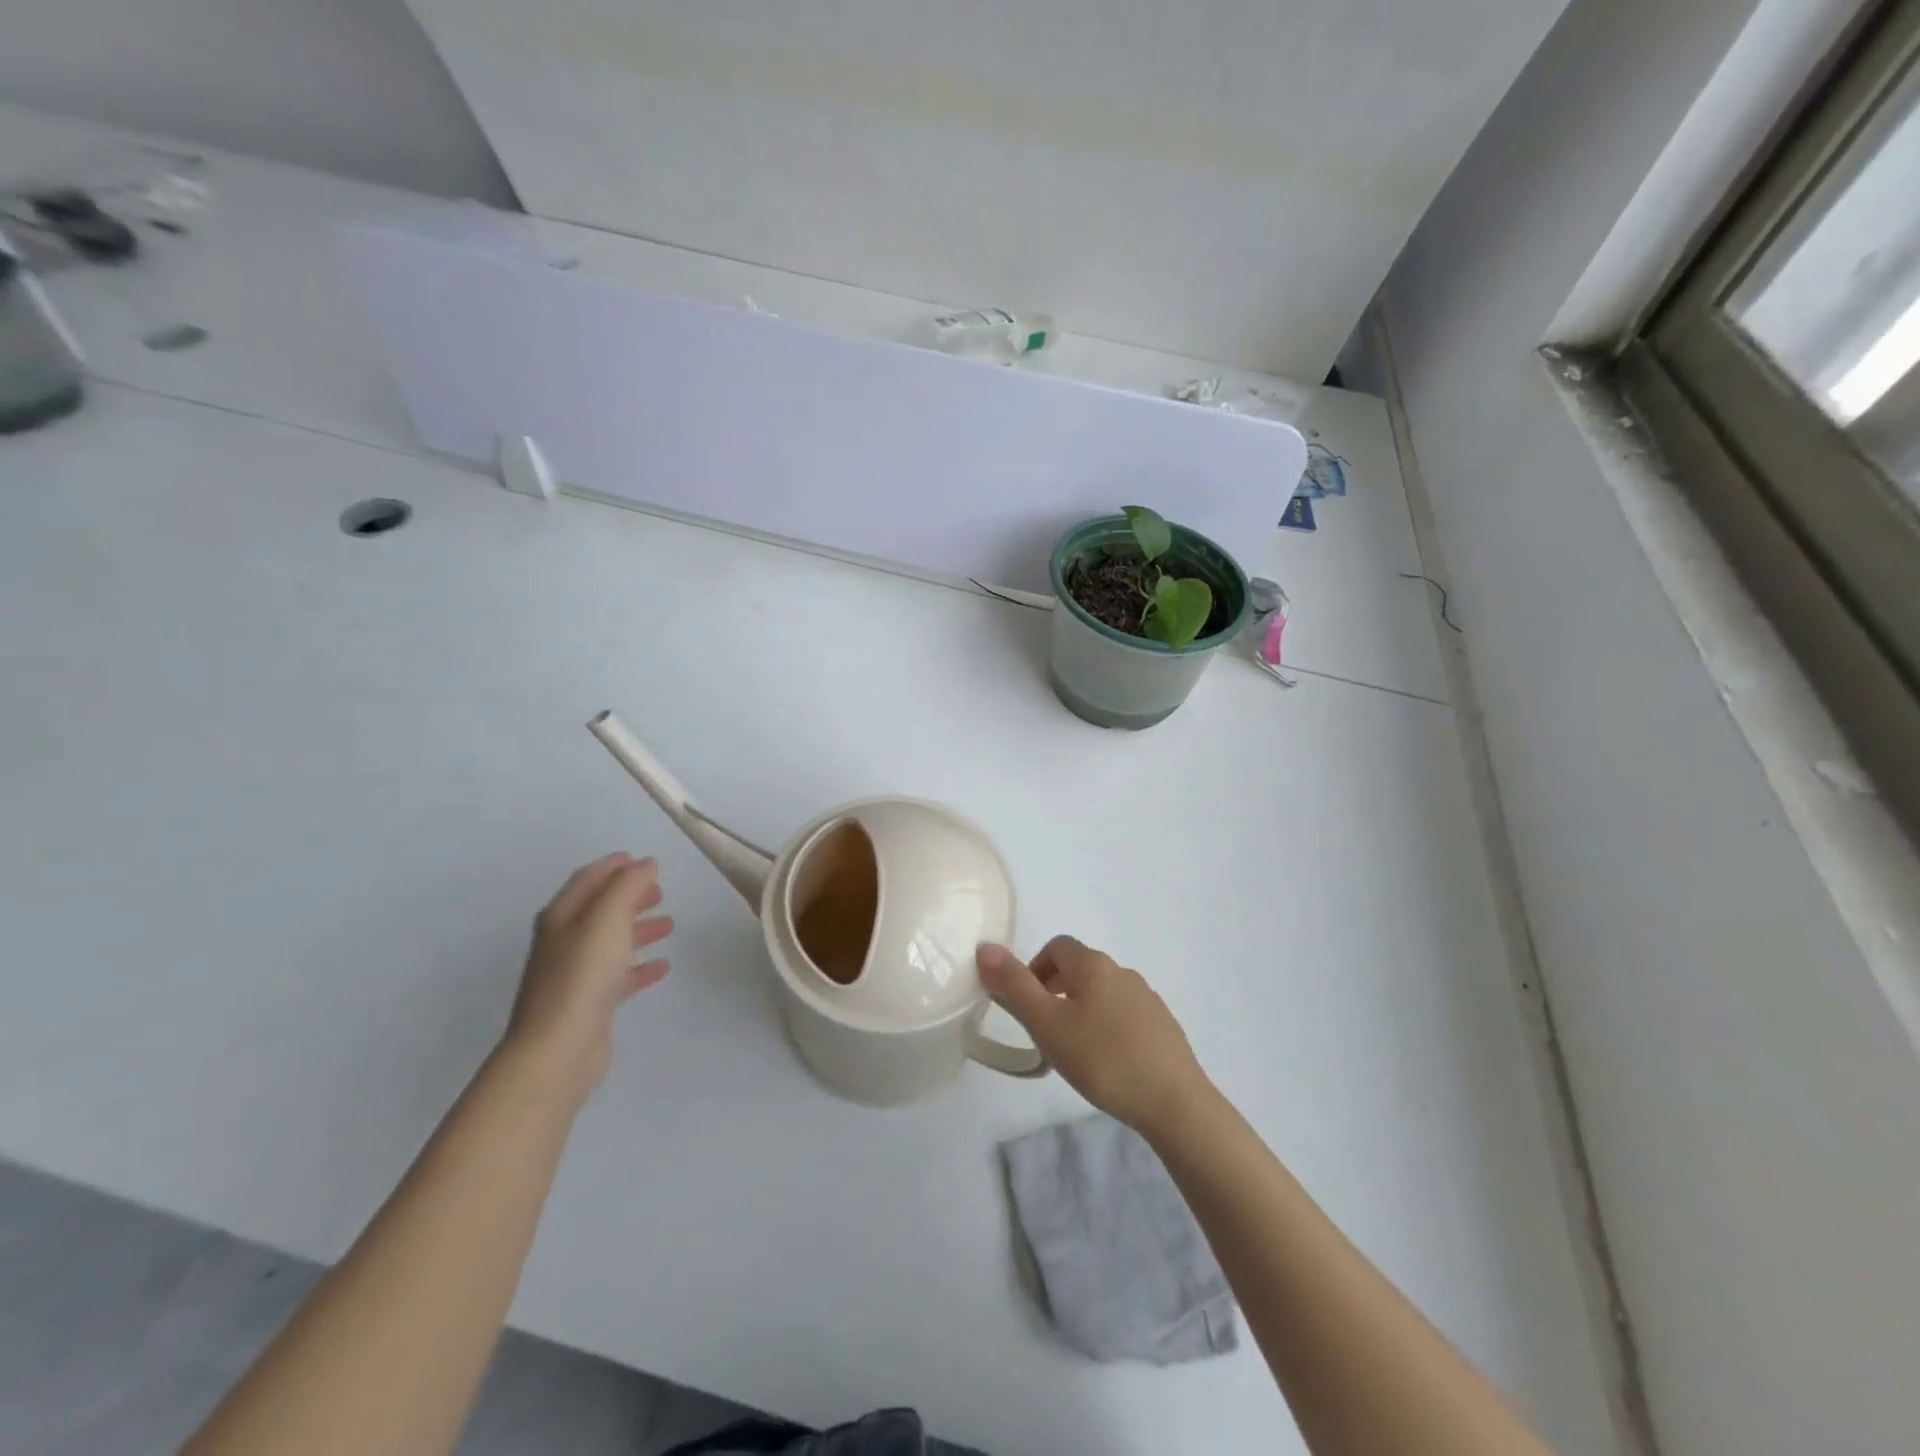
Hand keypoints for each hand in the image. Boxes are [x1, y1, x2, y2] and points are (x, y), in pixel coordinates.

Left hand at [505, 853, 673, 1098]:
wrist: (559, 1047)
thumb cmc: (583, 973)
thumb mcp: (608, 916)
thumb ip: (628, 885)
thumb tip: (646, 864)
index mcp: (562, 916)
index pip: (589, 879)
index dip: (615, 866)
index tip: (644, 861)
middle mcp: (564, 941)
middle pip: (600, 909)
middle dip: (630, 896)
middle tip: (661, 891)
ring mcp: (575, 974)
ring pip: (611, 941)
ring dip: (638, 929)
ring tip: (669, 924)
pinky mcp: (590, 1003)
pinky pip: (619, 975)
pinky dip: (640, 965)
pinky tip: (662, 966)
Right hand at [978, 937, 1212, 1140]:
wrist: (1175, 1102)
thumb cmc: (1103, 1058)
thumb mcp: (1047, 1024)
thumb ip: (1014, 985)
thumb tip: (985, 947)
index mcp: (1093, 965)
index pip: (1056, 946)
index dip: (1034, 968)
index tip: (1026, 1005)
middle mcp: (1122, 972)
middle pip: (1079, 968)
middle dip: (1055, 991)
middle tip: (1044, 1031)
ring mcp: (1147, 999)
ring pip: (1102, 993)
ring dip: (1081, 1010)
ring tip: (1074, 1052)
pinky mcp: (1163, 1027)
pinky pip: (1125, 1016)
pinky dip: (1108, 1029)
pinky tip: (1108, 1064)